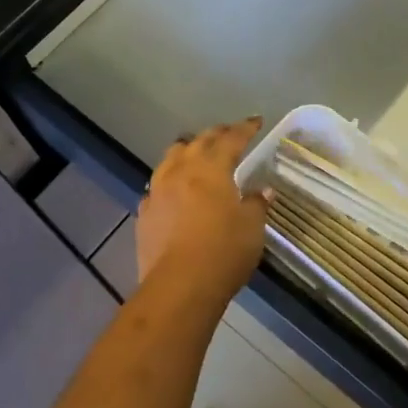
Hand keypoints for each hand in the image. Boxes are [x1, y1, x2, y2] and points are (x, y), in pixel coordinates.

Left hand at [136, 118, 269, 298]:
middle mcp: (181, 171)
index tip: (256, 121)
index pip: (231, 139)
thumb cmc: (224, 251)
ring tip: (196, 154)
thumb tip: (262, 191)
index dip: (245, 128)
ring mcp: (158, 191)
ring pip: (171, 158)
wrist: (179, 286)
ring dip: (187, 151)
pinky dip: (169, 182)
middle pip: (199, 142)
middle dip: (216, 134)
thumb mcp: (252, 227)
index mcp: (212, 168)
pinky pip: (157, 187)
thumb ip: (256, 204)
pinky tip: (174, 191)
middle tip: (229, 133)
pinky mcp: (144, 214)